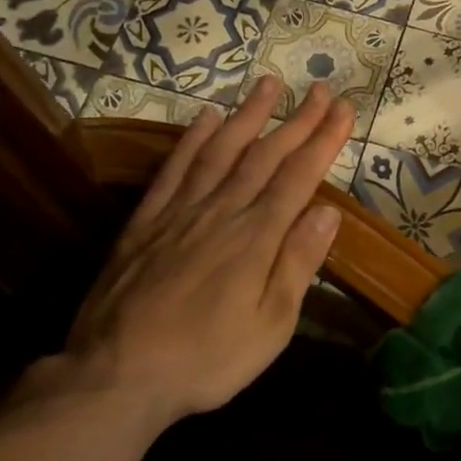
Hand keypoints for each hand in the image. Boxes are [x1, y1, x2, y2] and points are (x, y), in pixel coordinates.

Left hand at [66, 76, 353, 424]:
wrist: (116, 376)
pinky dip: (192, 140)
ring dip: (248, 115)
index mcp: (256, 238)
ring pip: (220, 151)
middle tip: (321, 89)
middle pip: (265, 156)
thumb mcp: (270, 326)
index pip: (299, 177)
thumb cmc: (206, 359)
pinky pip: (174, 169)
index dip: (324, 140)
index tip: (344, 109)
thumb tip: (328, 211)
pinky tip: (205, 118)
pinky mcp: (145, 222)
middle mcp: (221, 212)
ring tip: (270, 84)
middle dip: (298, 120)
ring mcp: (180, 212)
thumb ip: (297, 264)